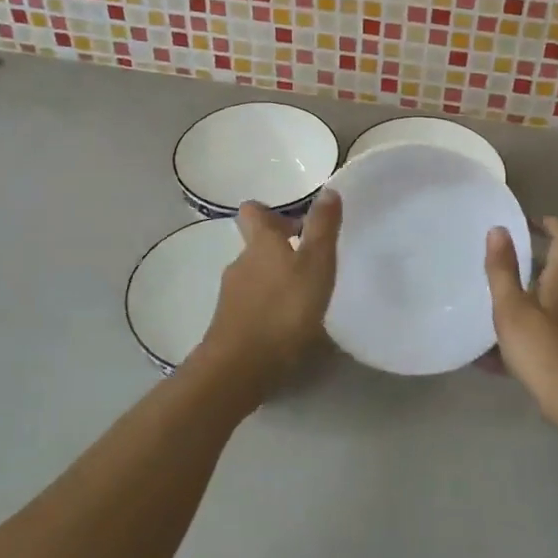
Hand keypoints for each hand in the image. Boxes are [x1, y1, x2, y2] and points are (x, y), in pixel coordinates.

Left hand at [196, 192, 341, 400]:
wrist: (240, 366)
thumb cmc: (284, 308)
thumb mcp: (315, 264)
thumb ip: (322, 228)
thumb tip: (327, 190)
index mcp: (260, 242)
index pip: (253, 212)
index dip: (269, 212)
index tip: (295, 223)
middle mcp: (240, 263)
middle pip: (256, 245)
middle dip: (280, 248)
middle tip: (310, 259)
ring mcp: (231, 295)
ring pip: (254, 275)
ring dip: (276, 278)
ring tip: (304, 294)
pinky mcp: (229, 324)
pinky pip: (251, 304)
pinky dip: (268, 305)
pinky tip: (288, 323)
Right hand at [484, 218, 557, 425]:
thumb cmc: (544, 352)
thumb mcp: (512, 309)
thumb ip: (503, 270)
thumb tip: (498, 228)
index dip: (549, 223)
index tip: (525, 221)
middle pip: (554, 273)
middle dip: (527, 268)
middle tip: (496, 269)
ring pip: (546, 308)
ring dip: (521, 306)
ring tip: (488, 316)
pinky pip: (543, 339)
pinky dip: (521, 340)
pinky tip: (494, 361)